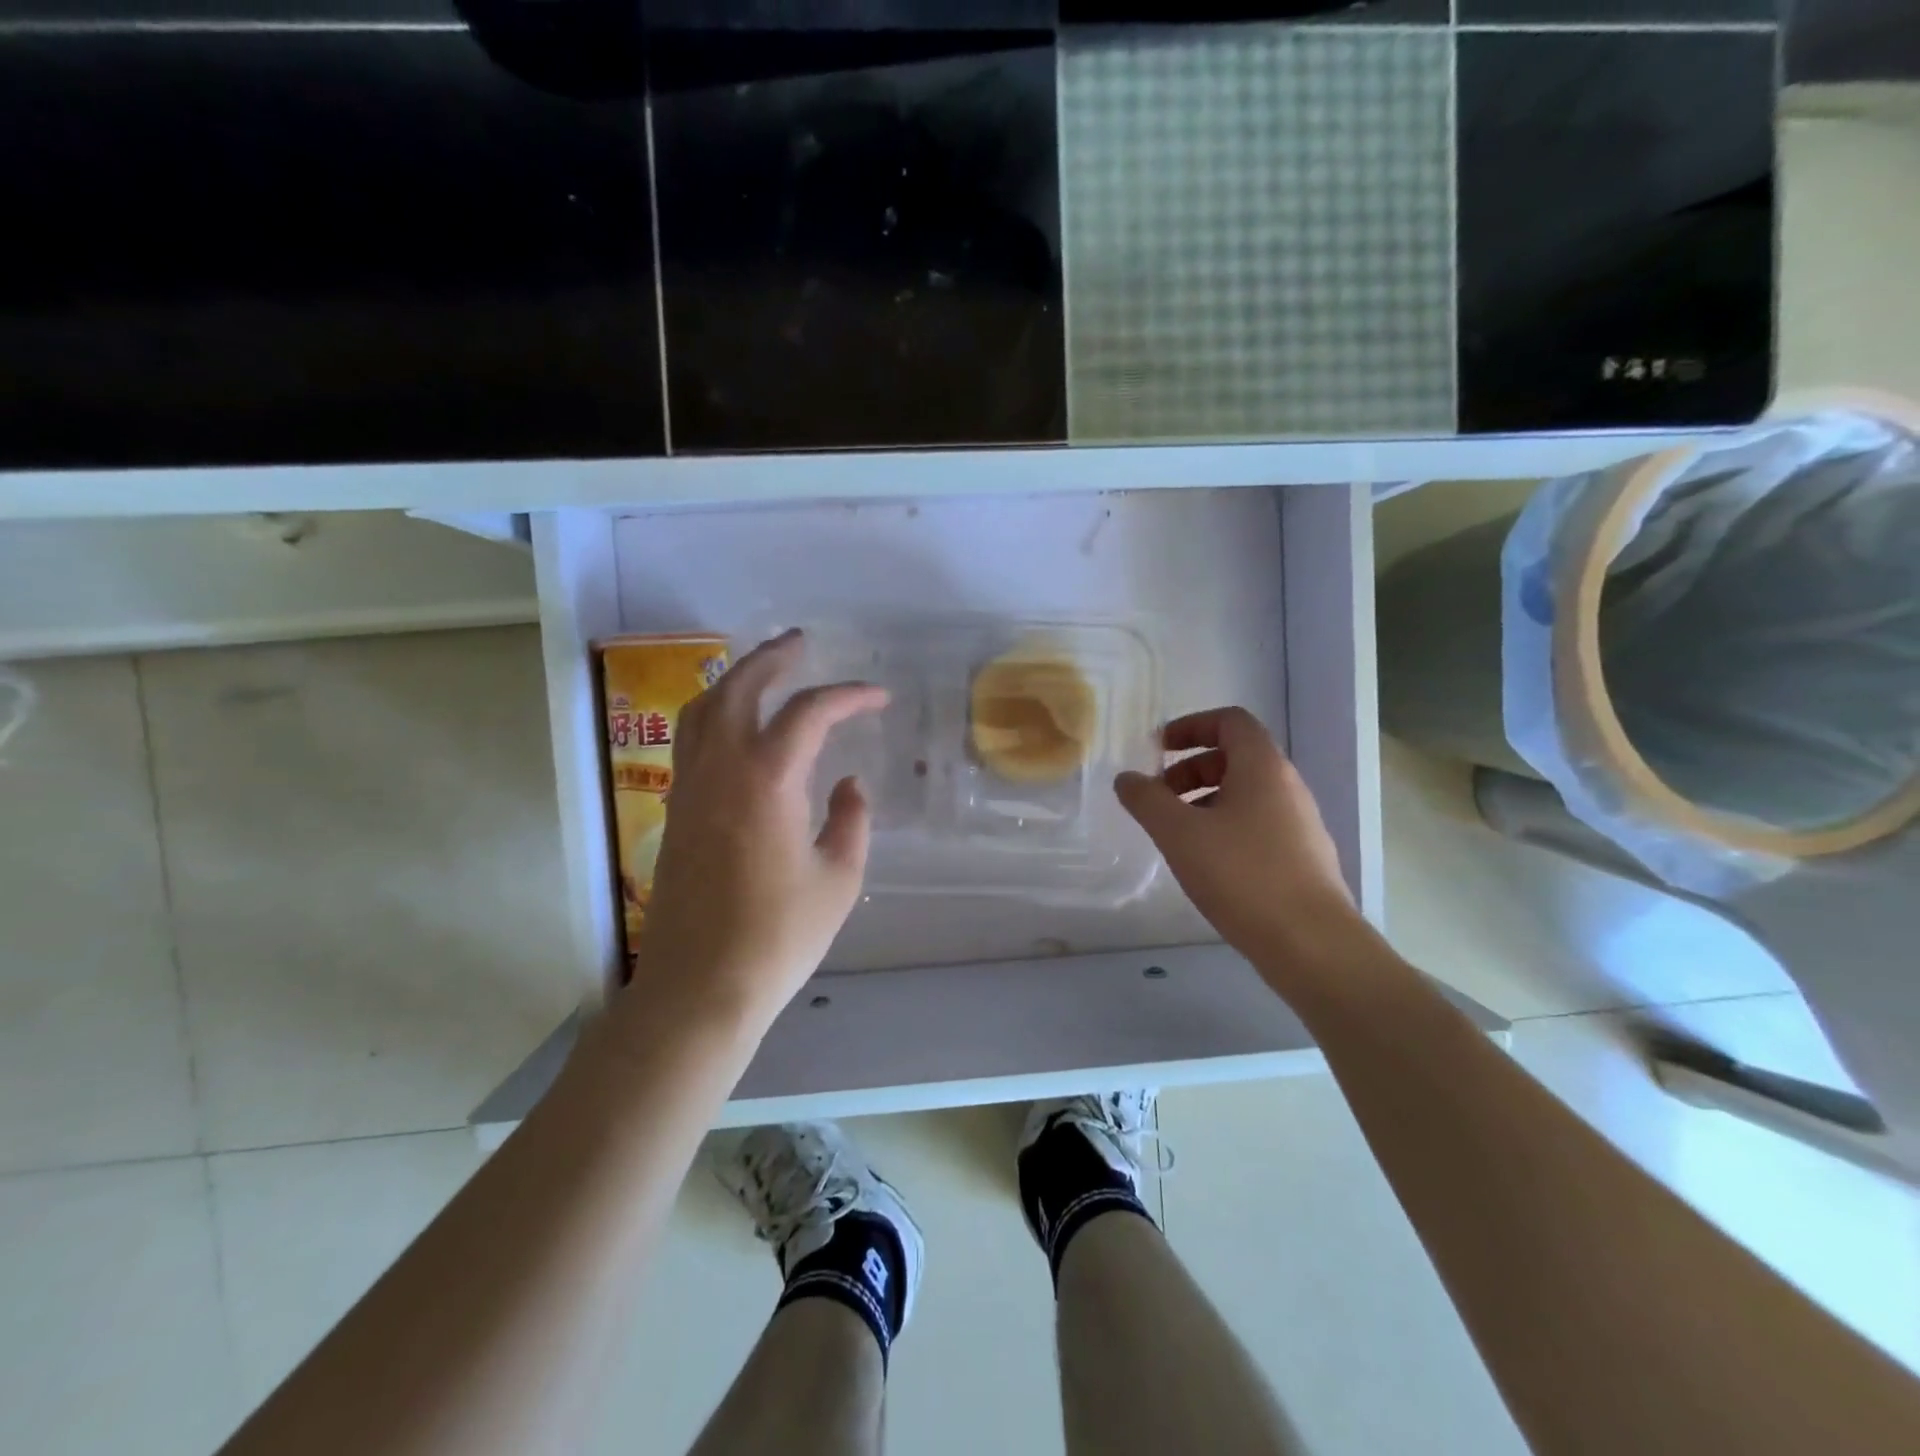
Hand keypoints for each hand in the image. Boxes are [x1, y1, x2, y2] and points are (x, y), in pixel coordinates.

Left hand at [633, 630, 886, 1030]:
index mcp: (767, 779)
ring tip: (763, 672)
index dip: (848, 696)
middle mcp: (720, 769)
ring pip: (702, 710)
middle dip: (772, 658)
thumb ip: (850, 820)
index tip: (878, 697)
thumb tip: (848, 784)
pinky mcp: (676, 812)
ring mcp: (689, 788)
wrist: (701, 987)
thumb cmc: (779, 936)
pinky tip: (736, 729)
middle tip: (801, 642)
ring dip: (734, 681)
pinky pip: (690, 741)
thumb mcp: (839, 879)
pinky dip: (714, 715)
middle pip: (739, 689)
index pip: (809, 712)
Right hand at [1115, 707, 1359, 967]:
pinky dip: (1225, 827)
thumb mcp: (1179, 833)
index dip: (1191, 726)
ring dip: (1205, 801)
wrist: (1311, 943)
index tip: (1158, 749)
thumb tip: (1127, 778)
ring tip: (1177, 835)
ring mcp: (1300, 823)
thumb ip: (1147, 800)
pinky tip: (1207, 865)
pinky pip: (1258, 824)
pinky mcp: (1302, 857)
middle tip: (1160, 798)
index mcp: (1263, 767)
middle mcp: (1287, 786)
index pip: (1230, 721)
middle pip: (1236, 757)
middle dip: (1190, 769)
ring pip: (1246, 794)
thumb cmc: (1242, 875)